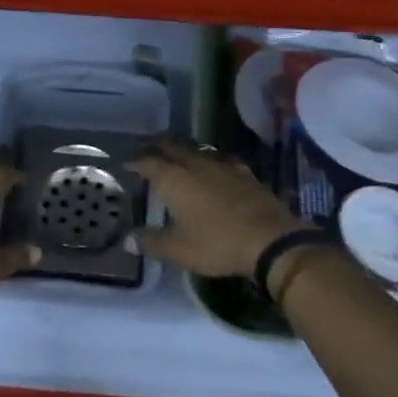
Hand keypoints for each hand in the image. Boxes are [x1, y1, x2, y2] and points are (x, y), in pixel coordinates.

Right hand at [126, 138, 308, 276]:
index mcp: (175, 179)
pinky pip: (220, 160)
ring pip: (196, 151)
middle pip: (172, 147)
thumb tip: (127, 240)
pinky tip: (213, 168)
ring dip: (182, 151)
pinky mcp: (245, 174)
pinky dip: (208, 162)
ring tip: (175, 156)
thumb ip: (152, 242)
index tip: (127, 160)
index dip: (136, 160)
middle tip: (146, 148)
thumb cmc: (217, 244)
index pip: (149, 161)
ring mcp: (223, 167)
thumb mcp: (179, 250)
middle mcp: (196, 165)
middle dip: (157, 146)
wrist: (270, 240)